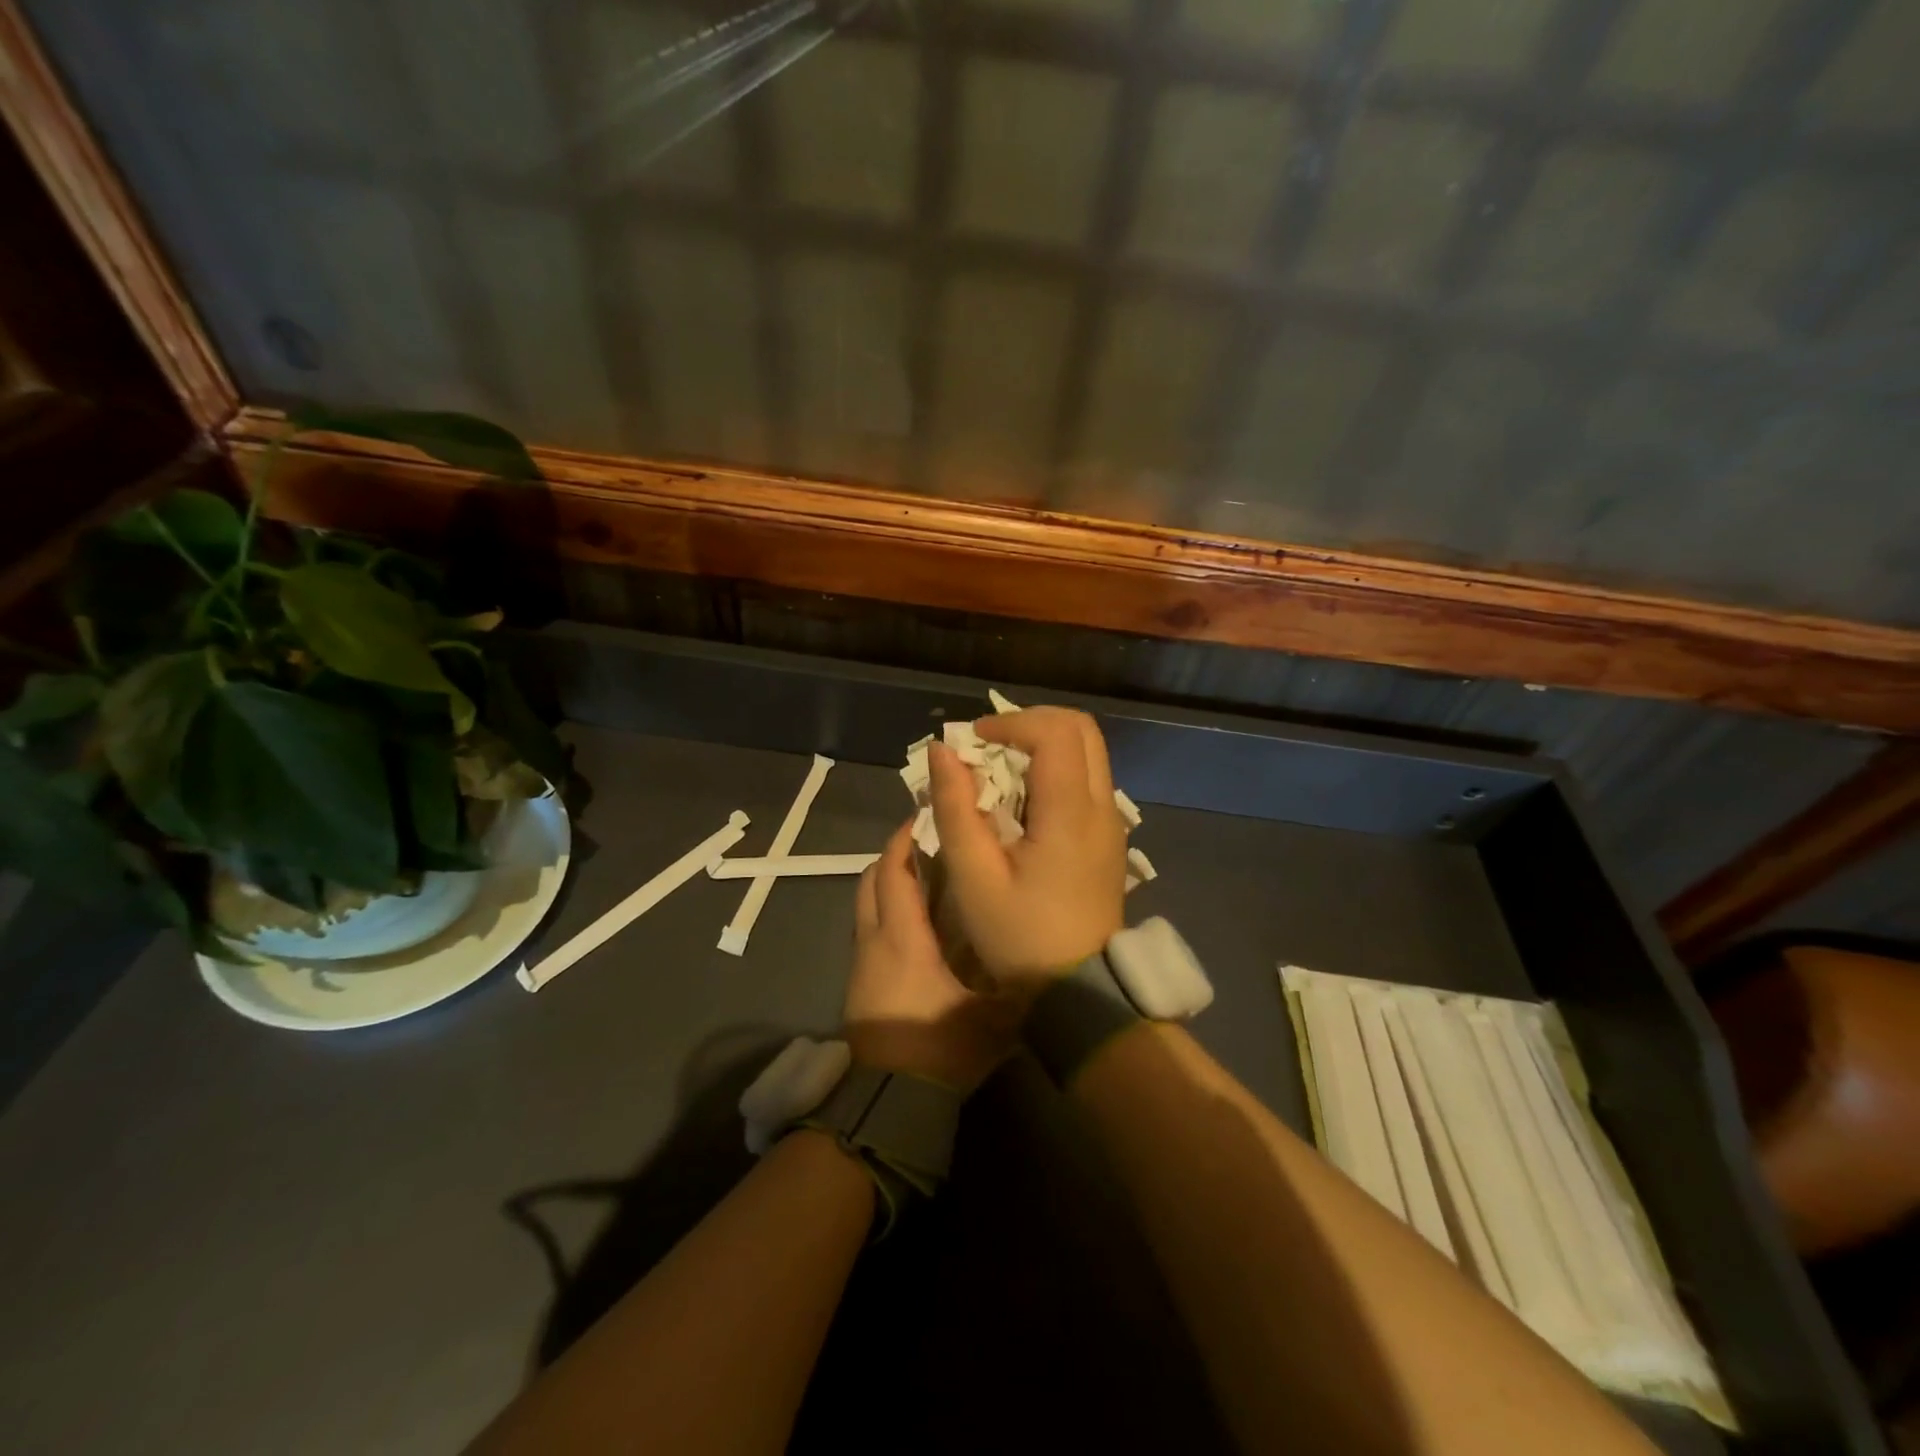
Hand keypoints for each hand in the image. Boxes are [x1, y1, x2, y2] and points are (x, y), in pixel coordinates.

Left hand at [844, 821, 1017, 1091]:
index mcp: (905, 938)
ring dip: (887, 885)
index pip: (895, 873)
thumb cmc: (941, 1049)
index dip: (906, 840)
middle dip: (894, 856)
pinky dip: (884, 914)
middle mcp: (875, 941)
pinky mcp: (857, 987)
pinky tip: (914, 928)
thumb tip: (1045, 953)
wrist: (889, 1103)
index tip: (927, 818)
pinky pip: (867, 932)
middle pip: (871, 881)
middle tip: (927, 844)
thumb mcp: (994, 1016)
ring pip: (865, 906)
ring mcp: (861, 965)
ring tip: (923, 880)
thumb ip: (1017, 980)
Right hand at [927, 706, 1126, 992]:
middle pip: (1080, 728)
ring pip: (1087, 751)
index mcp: (1071, 812)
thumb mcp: (974, 877)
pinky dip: (1054, 769)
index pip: (1055, 731)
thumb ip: (955, 808)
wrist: (1081, 990)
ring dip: (1043, 745)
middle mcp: (1102, 806)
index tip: (973, 742)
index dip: (1011, 722)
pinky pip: (1087, 778)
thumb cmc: (1022, 937)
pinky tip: (1021, 801)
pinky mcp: (1108, 837)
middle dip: (1030, 723)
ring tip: (999, 772)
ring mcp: (1111, 821)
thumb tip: (942, 751)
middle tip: (989, 746)